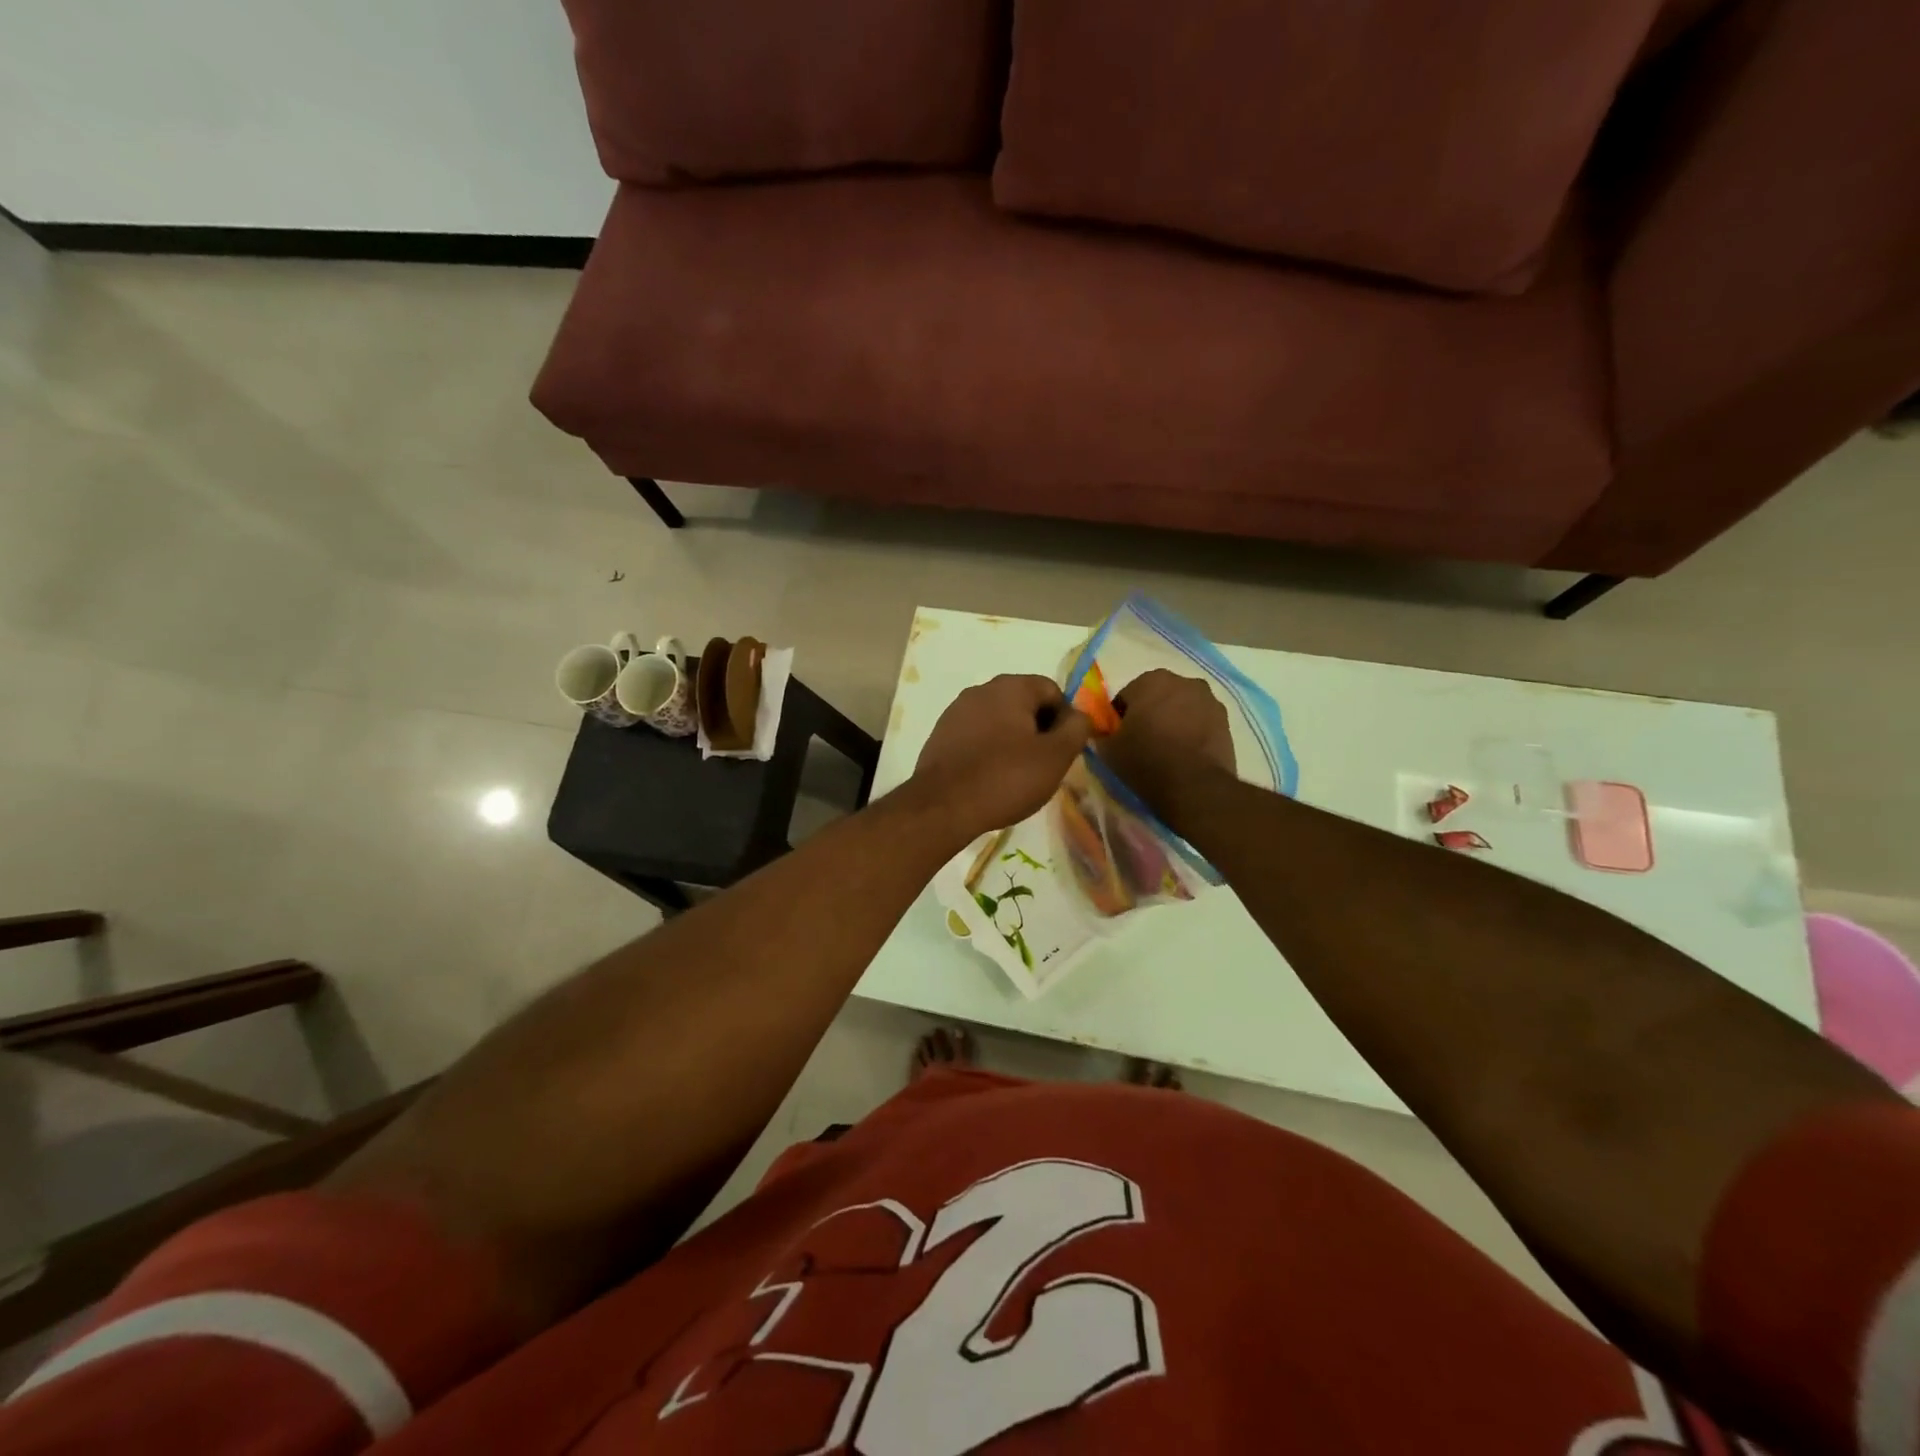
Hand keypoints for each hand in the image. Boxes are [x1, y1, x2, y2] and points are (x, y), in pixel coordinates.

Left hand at [909, 675, 1091, 843]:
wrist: (943, 806)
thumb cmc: (1006, 777)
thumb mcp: (1056, 756)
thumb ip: (1076, 729)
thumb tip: (1079, 716)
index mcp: (1010, 687)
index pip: (1052, 691)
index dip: (1065, 719)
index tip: (1064, 751)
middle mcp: (981, 690)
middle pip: (1024, 704)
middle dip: (1039, 730)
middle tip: (1043, 765)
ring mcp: (956, 711)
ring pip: (999, 721)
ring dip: (1013, 741)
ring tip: (1016, 775)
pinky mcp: (940, 735)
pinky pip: (976, 736)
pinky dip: (989, 751)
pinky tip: (990, 778)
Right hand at [1098, 669, 1234, 808]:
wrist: (1195, 788)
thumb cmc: (1146, 761)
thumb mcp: (1109, 750)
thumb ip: (1101, 733)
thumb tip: (1101, 732)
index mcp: (1151, 680)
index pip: (1126, 697)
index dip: (1119, 719)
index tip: (1120, 739)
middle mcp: (1183, 681)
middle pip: (1157, 697)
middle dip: (1150, 714)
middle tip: (1142, 743)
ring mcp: (1209, 700)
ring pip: (1181, 708)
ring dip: (1173, 721)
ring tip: (1167, 751)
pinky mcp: (1226, 721)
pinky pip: (1200, 722)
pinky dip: (1192, 732)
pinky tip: (1186, 755)